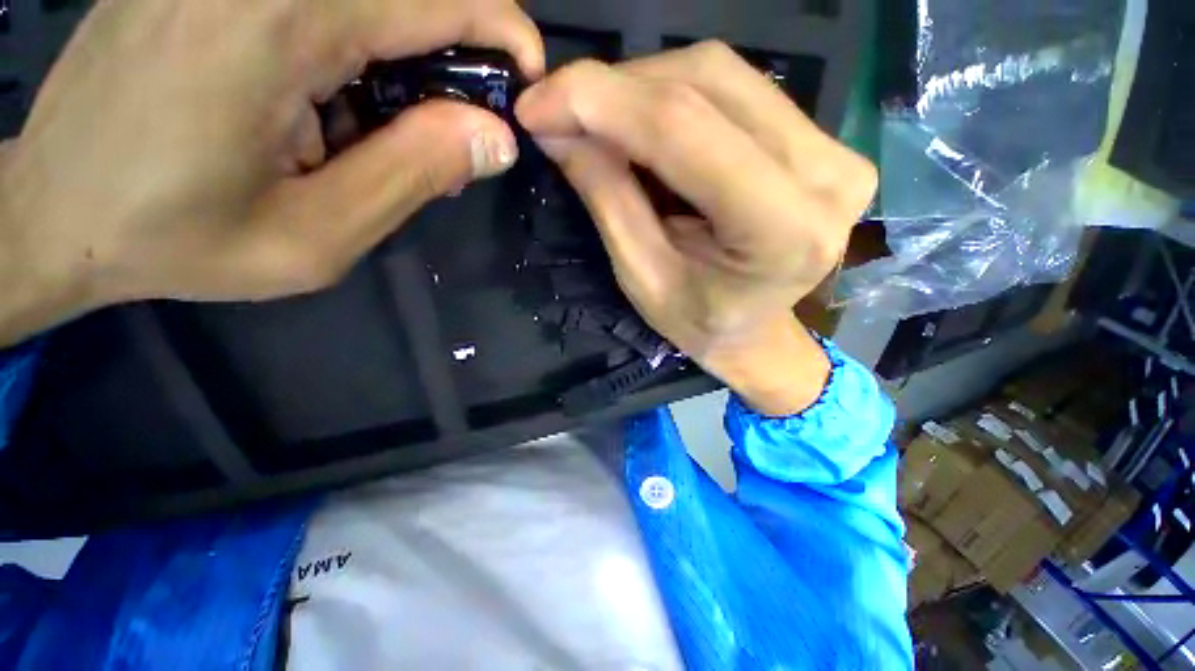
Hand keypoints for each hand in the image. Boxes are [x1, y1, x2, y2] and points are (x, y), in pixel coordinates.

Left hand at [0, 0, 543, 346]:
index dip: (504, 29)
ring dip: (406, 56)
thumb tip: (494, 138)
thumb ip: (414, 176)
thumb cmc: (176, 239)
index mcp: (278, 22)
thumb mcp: (315, 236)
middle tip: (456, 128)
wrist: (56, 211)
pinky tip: (335, 100)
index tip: (528, 83)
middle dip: (457, 51)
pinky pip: (325, 1)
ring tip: (388, 129)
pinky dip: (360, 44)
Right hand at [516, 42, 875, 414]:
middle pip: (707, 84)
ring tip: (598, 121)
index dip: (600, 102)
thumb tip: (555, 124)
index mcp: (784, 231)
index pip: (684, 130)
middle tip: (561, 110)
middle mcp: (827, 175)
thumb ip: (606, 196)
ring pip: (720, 75)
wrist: (754, 333)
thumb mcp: (643, 277)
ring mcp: (834, 150)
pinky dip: (673, 95)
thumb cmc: (698, 323)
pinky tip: (640, 122)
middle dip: (617, 89)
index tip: (535, 105)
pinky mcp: (821, 140)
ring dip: (642, 87)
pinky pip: (735, 89)